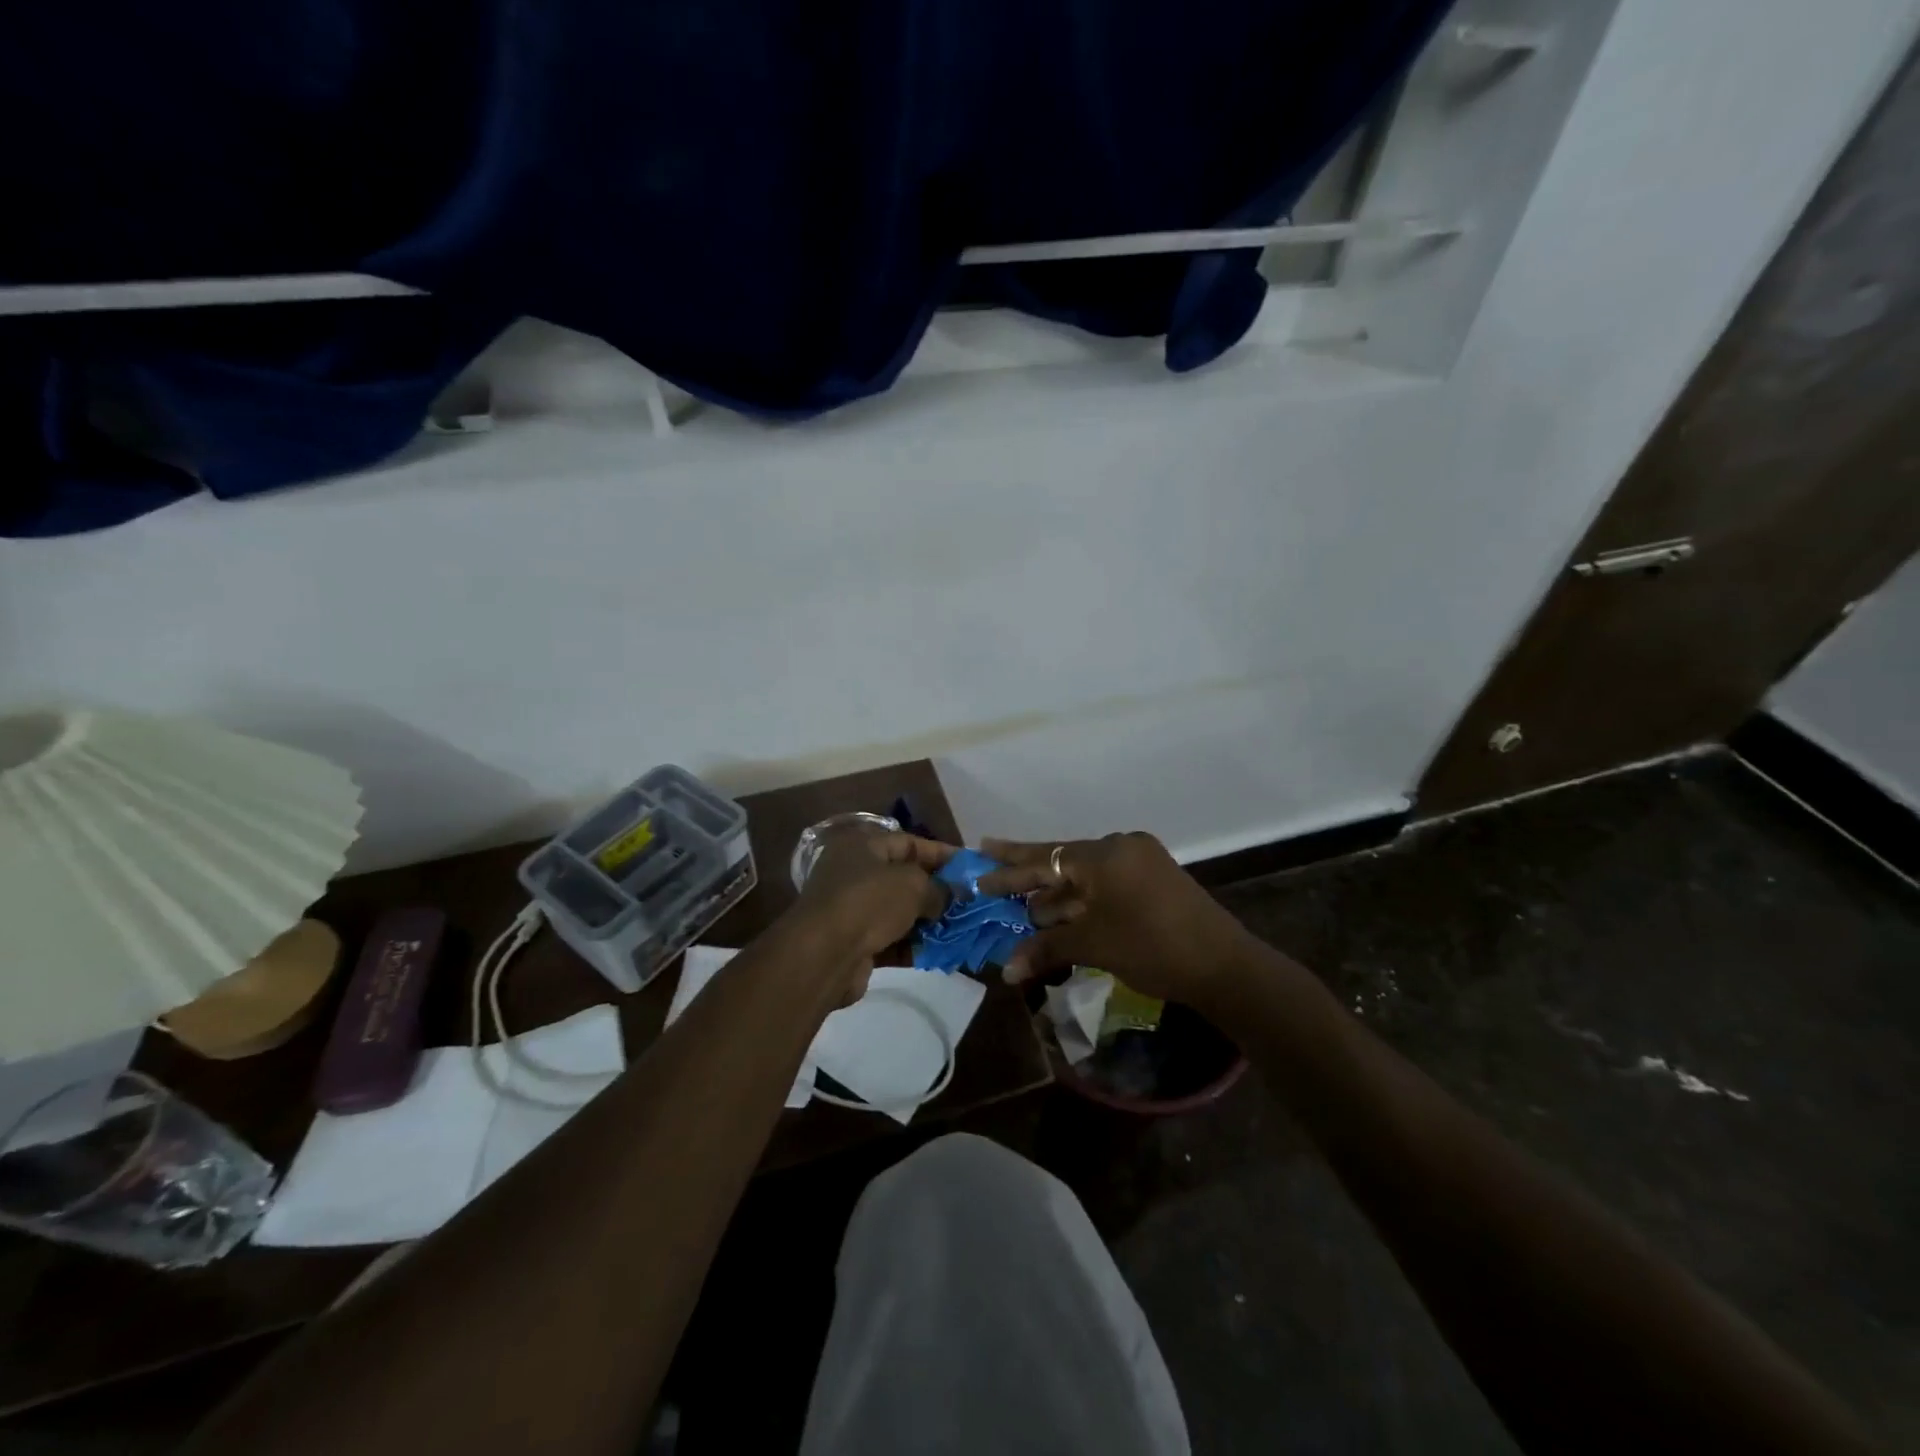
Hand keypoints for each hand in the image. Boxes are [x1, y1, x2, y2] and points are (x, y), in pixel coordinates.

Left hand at [793, 824, 954, 960]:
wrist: (824, 955)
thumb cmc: (868, 902)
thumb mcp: (912, 885)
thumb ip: (938, 888)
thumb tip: (952, 896)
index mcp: (862, 846)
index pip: (909, 843)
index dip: (942, 854)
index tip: (971, 867)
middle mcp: (855, 874)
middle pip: (904, 878)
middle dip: (938, 891)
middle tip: (970, 902)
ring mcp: (853, 910)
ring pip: (899, 912)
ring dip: (928, 921)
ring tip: (961, 929)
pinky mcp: (855, 943)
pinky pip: (892, 940)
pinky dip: (914, 945)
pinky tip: (941, 952)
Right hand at [977, 833, 1255, 1002]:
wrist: (1223, 966)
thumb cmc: (1151, 948)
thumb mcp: (1092, 944)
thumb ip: (1046, 947)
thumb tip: (1005, 969)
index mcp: (1104, 854)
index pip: (1044, 858)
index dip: (1008, 868)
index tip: (978, 863)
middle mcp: (1121, 847)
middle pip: (1063, 860)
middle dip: (1028, 873)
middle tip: (990, 868)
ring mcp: (1141, 861)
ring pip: (1085, 874)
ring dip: (1056, 894)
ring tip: (1023, 908)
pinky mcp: (1154, 879)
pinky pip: (1106, 883)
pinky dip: (1083, 899)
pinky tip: (1061, 915)